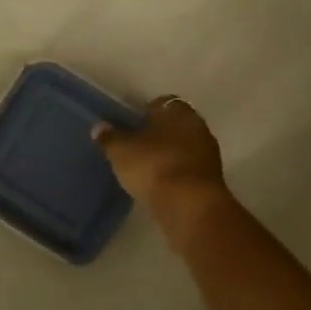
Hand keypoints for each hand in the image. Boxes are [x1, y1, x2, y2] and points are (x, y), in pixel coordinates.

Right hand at [94, 96, 230, 248]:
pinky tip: (160, 184)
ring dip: (169, 155)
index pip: (160, 103)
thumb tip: (99, 127)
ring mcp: (208, 154)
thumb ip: (109, 138)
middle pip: (174, 125)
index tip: (130, 126)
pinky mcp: (211, 180)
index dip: (144, 113)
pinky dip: (176, 174)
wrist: (190, 206)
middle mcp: (198, 126)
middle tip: (136, 147)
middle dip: (158, 134)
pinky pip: (188, 169)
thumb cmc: (154, 166)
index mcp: (178, 111)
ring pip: (183, 147)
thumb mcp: (121, 151)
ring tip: (146, 168)